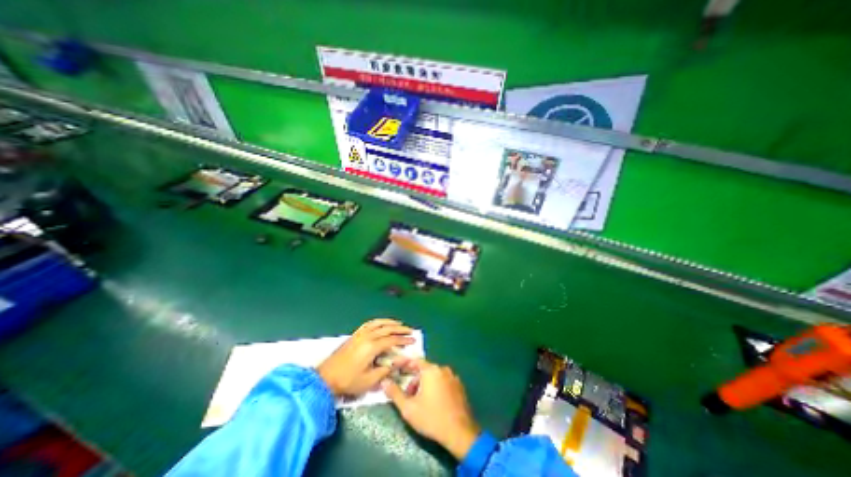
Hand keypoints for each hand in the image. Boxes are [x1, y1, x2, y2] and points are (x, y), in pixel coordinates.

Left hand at [318, 321, 413, 398]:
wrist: (326, 378)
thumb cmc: (348, 381)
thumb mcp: (369, 380)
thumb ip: (386, 370)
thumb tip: (399, 362)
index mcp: (372, 347)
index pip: (392, 340)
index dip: (403, 340)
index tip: (413, 340)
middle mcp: (367, 336)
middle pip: (387, 328)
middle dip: (400, 329)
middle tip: (410, 330)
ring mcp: (360, 334)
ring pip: (379, 323)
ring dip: (390, 322)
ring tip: (399, 324)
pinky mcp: (355, 335)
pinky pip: (370, 324)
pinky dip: (379, 322)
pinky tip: (382, 323)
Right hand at [385, 359, 480, 458]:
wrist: (460, 432)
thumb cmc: (432, 418)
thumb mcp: (408, 408)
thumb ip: (395, 393)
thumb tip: (384, 381)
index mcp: (431, 370)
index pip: (414, 360)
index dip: (403, 363)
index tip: (394, 365)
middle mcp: (443, 369)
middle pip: (424, 369)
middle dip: (413, 378)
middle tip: (407, 392)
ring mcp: (453, 376)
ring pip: (434, 375)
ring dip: (424, 383)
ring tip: (419, 400)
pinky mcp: (459, 386)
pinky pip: (443, 380)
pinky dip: (435, 386)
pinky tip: (432, 401)